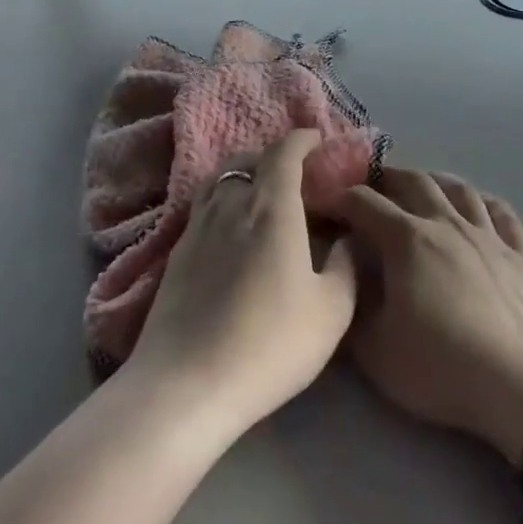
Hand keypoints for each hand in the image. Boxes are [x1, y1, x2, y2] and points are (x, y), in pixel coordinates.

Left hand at [126, 129, 356, 441]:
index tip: (317, 140)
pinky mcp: (176, 252)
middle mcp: (231, 203)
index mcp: (271, 206)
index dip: (302, 139)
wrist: (186, 384)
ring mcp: (197, 226)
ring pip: (220, 180)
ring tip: (261, 194)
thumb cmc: (269, 342)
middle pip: (247, 159)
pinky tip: (232, 229)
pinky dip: (223, 200)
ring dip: (243, 174)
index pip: (284, 152)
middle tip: (294, 173)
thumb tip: (346, 239)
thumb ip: (346, 266)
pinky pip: (203, 205)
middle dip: (272, 156)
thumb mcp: (331, 311)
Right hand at [329, 170, 522, 461]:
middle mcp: (446, 224)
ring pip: (458, 189)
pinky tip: (478, 205)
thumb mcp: (375, 350)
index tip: (326, 204)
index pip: (365, 203)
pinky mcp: (521, 254)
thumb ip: (351, 307)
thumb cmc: (442, 367)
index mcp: (407, 240)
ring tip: (422, 185)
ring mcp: (488, 235)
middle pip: (413, 181)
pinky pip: (502, 212)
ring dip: (434, 180)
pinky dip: (484, 201)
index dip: (341, 198)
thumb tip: (342, 276)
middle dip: (386, 177)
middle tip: (371, 185)